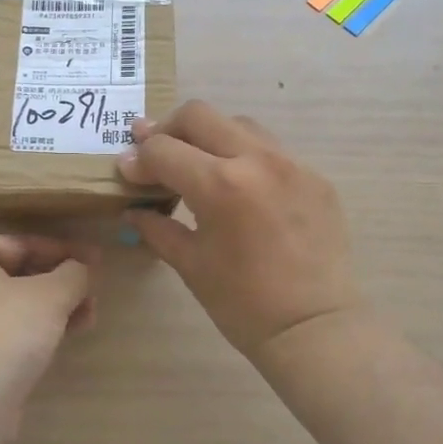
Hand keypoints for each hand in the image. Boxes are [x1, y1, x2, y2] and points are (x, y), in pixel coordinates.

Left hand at [0, 234, 97, 433]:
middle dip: (60, 282)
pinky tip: (70, 334)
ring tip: (91, 314)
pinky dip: (39, 329)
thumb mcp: (49, 295)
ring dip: (55, 307)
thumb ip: (73, 274)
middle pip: (18, 274)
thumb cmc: (4, 332)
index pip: (20, 243)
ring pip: (16, 305)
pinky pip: (10, 331)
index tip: (96, 259)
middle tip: (95, 290)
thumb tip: (84, 268)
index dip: (62, 250)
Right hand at [117, 100, 364, 357]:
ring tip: (197, 164)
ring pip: (238, 124)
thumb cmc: (243, 304)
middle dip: (168, 129)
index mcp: (220, 185)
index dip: (137, 159)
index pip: (163, 149)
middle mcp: (257, 159)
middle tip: (154, 153)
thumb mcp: (190, 264)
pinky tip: (239, 186)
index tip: (127, 172)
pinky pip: (271, 150)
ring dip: (209, 136)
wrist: (315, 329)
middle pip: (199, 115)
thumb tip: (132, 209)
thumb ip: (157, 228)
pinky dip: (245, 156)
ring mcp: (292, 163)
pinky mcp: (315, 176)